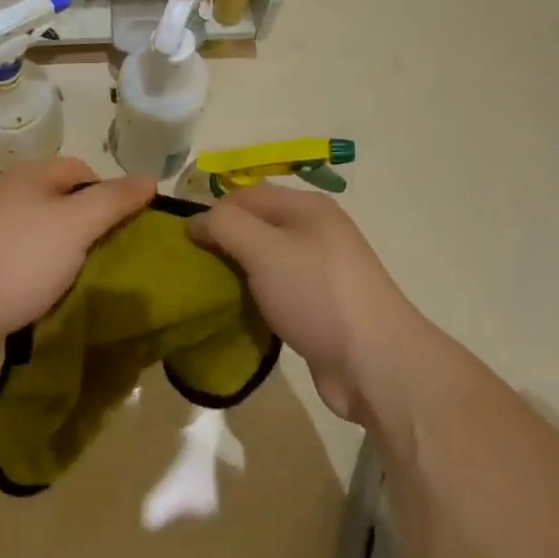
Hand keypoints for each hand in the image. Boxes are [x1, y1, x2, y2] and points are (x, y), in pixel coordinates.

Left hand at [0, 158, 154, 360]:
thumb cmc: (18, 260)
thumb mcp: (76, 223)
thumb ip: (114, 200)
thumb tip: (150, 178)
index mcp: (30, 177)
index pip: (82, 170)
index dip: (110, 193)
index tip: (128, 227)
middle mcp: (9, 198)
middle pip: (64, 204)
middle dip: (92, 229)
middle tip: (116, 258)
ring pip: (46, 238)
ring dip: (70, 258)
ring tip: (89, 282)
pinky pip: (26, 267)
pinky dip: (45, 279)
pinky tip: (55, 299)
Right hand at [188, 186, 423, 423]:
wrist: (374, 362)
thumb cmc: (316, 294)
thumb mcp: (263, 250)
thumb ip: (225, 226)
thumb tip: (195, 221)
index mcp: (306, 207)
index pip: (245, 195)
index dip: (212, 213)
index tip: (184, 244)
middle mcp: (315, 231)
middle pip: (255, 227)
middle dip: (223, 244)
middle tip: (193, 271)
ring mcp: (320, 270)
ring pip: (264, 261)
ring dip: (238, 274)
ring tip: (210, 293)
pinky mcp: (319, 306)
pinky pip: (276, 291)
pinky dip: (256, 299)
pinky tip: (239, 314)